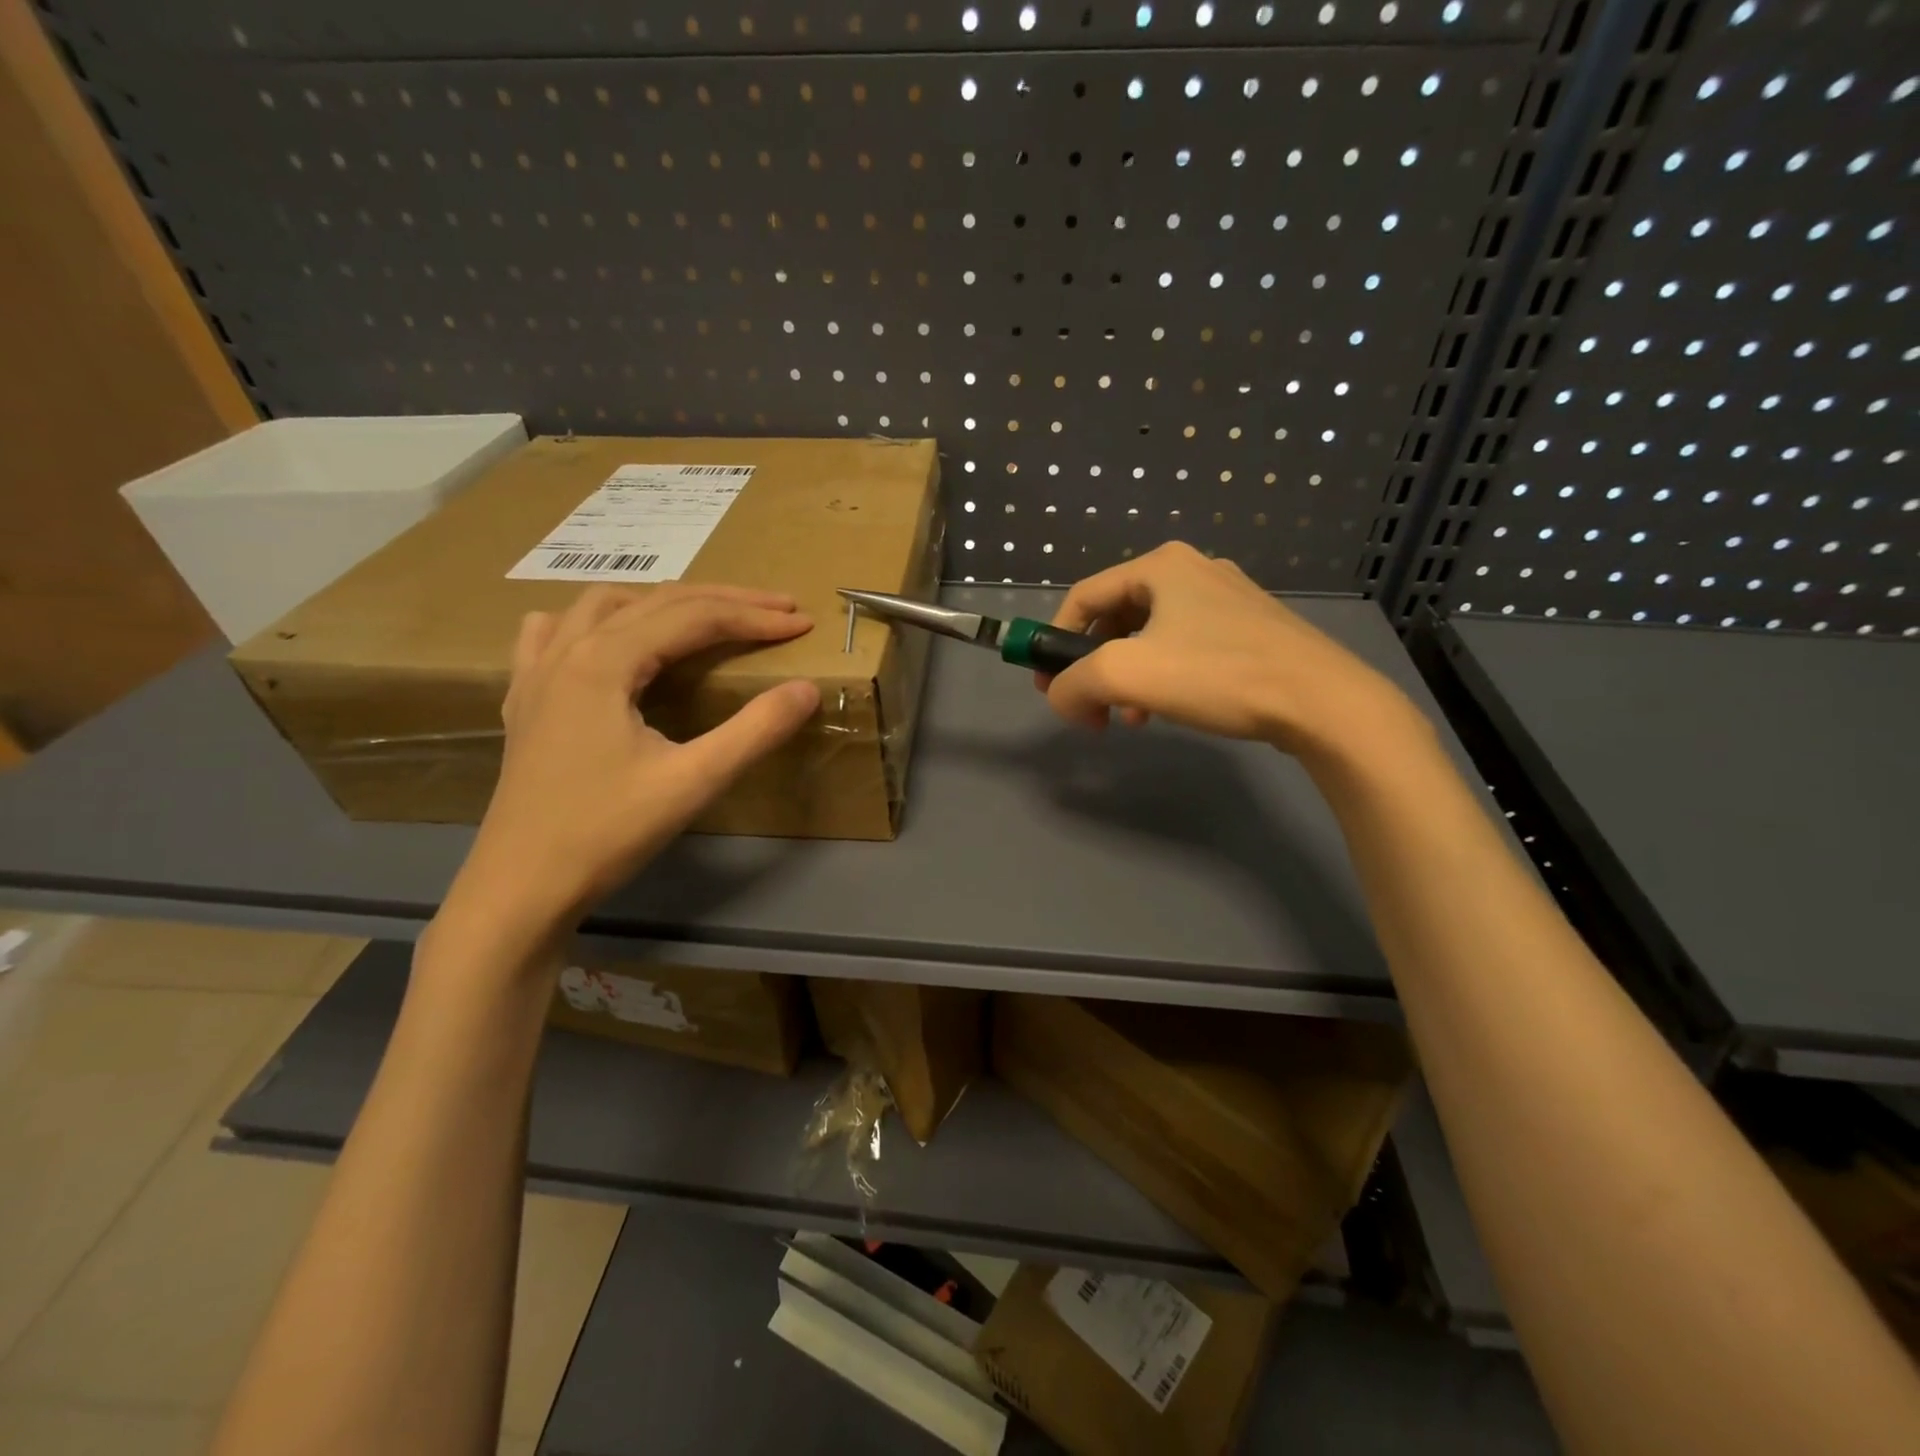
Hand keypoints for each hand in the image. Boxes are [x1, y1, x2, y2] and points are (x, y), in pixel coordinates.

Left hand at [444, 584, 819, 946]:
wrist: (521, 886)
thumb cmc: (607, 832)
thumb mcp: (693, 782)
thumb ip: (755, 730)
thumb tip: (808, 689)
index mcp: (604, 662)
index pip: (695, 618)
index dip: (755, 617)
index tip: (803, 623)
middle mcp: (568, 650)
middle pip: (656, 601)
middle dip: (723, 601)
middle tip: (777, 609)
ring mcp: (537, 672)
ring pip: (604, 605)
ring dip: (664, 602)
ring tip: (708, 617)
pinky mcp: (525, 700)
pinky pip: (556, 632)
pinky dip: (596, 622)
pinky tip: (608, 639)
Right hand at [1038, 542, 1426, 765]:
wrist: (1321, 701)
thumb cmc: (1216, 674)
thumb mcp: (1125, 675)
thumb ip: (1072, 683)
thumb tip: (1060, 698)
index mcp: (1159, 566)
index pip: (1082, 597)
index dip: (1054, 641)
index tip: (1048, 688)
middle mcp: (1191, 571)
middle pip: (1114, 618)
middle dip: (1093, 667)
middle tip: (1090, 708)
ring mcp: (1225, 599)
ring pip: (1149, 638)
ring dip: (1126, 679)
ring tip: (1129, 718)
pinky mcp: (1249, 629)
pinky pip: (1183, 649)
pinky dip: (1161, 679)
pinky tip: (1165, 711)